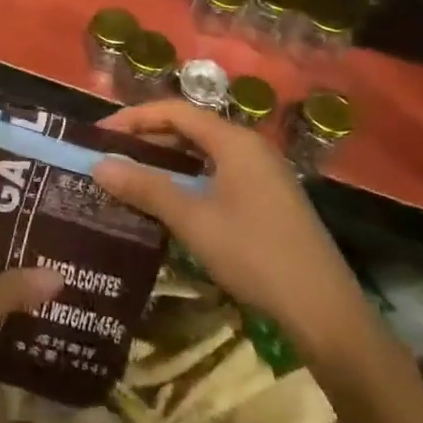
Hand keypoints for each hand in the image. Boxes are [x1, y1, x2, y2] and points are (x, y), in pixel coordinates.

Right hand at [90, 100, 367, 353]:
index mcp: (234, 141)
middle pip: (189, 129)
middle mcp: (249, 148)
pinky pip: (215, 175)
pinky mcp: (266, 200)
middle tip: (108, 157)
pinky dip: (185, 180)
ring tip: (128, 176)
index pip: (174, 111)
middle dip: (146, 139)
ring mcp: (262, 175)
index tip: (99, 136)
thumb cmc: (254, 254)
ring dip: (164, 162)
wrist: (324, 311)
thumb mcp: (192, 219)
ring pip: (202, 154)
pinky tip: (165, 201)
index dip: (133, 118)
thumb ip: (145, 187)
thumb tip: (98, 166)